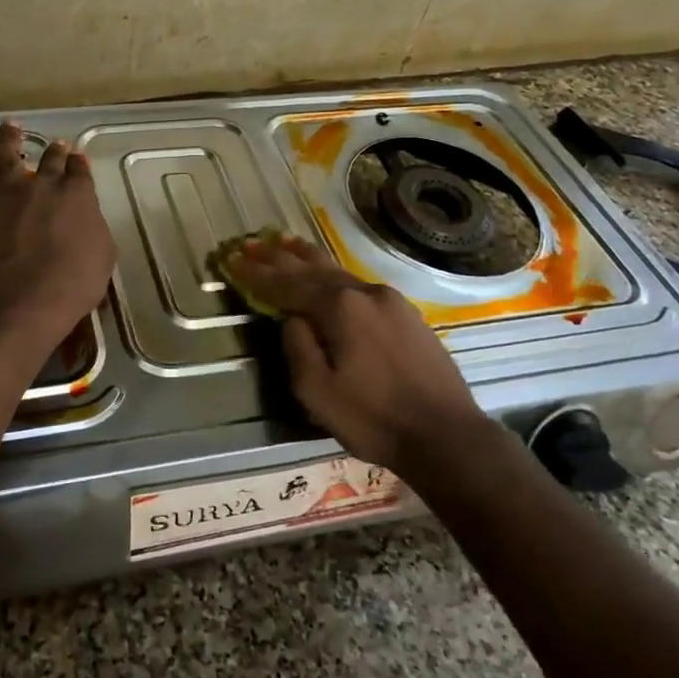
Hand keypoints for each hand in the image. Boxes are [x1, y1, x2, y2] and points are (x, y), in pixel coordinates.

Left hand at [0, 120, 114, 341]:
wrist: (29, 293)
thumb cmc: (75, 281)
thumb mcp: (102, 254)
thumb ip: (93, 230)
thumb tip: (85, 222)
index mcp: (77, 197)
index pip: (79, 173)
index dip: (78, 164)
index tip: (77, 159)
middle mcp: (43, 186)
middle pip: (50, 162)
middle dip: (54, 152)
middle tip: (56, 143)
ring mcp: (6, 192)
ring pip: (7, 156)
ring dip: (9, 138)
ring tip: (10, 124)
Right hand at [223, 235, 484, 470]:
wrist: (446, 435)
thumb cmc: (374, 418)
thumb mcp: (317, 393)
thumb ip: (297, 347)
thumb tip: (292, 318)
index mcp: (340, 308)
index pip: (286, 283)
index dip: (257, 273)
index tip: (232, 259)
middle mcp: (364, 293)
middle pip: (313, 268)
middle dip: (279, 256)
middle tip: (252, 243)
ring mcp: (390, 301)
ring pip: (338, 272)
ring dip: (307, 259)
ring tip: (285, 242)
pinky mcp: (407, 314)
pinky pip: (358, 285)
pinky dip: (333, 275)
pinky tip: (329, 276)